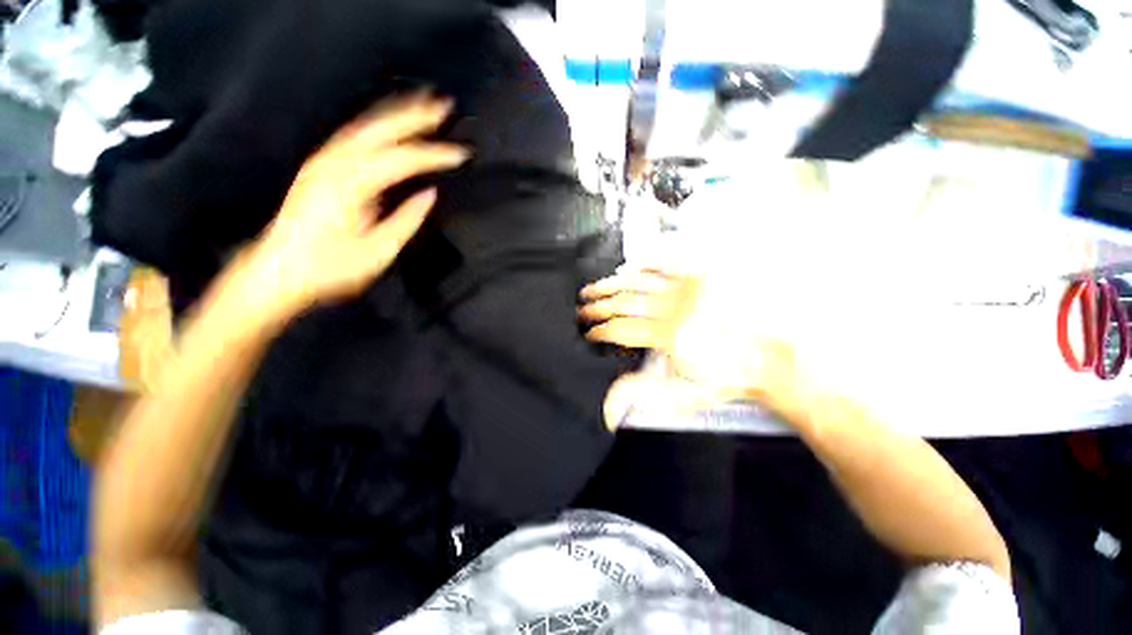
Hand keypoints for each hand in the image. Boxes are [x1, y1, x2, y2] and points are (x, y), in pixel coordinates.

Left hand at [229, 94, 468, 319]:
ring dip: (396, 114)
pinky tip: (390, 126)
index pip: (402, 159)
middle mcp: (334, 164)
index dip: (434, 154)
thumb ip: (407, 219)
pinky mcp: (319, 167)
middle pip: (381, 129)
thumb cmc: (330, 268)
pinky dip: (377, 126)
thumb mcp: (378, 251)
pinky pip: (353, 136)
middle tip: (444, 106)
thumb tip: (429, 194)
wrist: (278, 272)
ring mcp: (323, 162)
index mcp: (351, 186)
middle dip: (415, 116)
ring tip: (422, 106)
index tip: (461, 154)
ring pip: (365, 127)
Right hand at [580, 268, 796, 425]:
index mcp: (666, 336)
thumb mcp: (682, 395)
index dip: (599, 332)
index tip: (589, 334)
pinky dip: (643, 266)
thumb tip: (610, 405)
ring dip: (610, 285)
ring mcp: (685, 291)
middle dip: (597, 307)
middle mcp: (671, 309)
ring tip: (592, 288)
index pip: (619, 330)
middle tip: (581, 309)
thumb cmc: (724, 378)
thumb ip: (642, 396)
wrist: (764, 357)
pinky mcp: (698, 280)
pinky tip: (628, 269)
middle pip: (622, 304)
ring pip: (636, 283)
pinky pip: (664, 266)